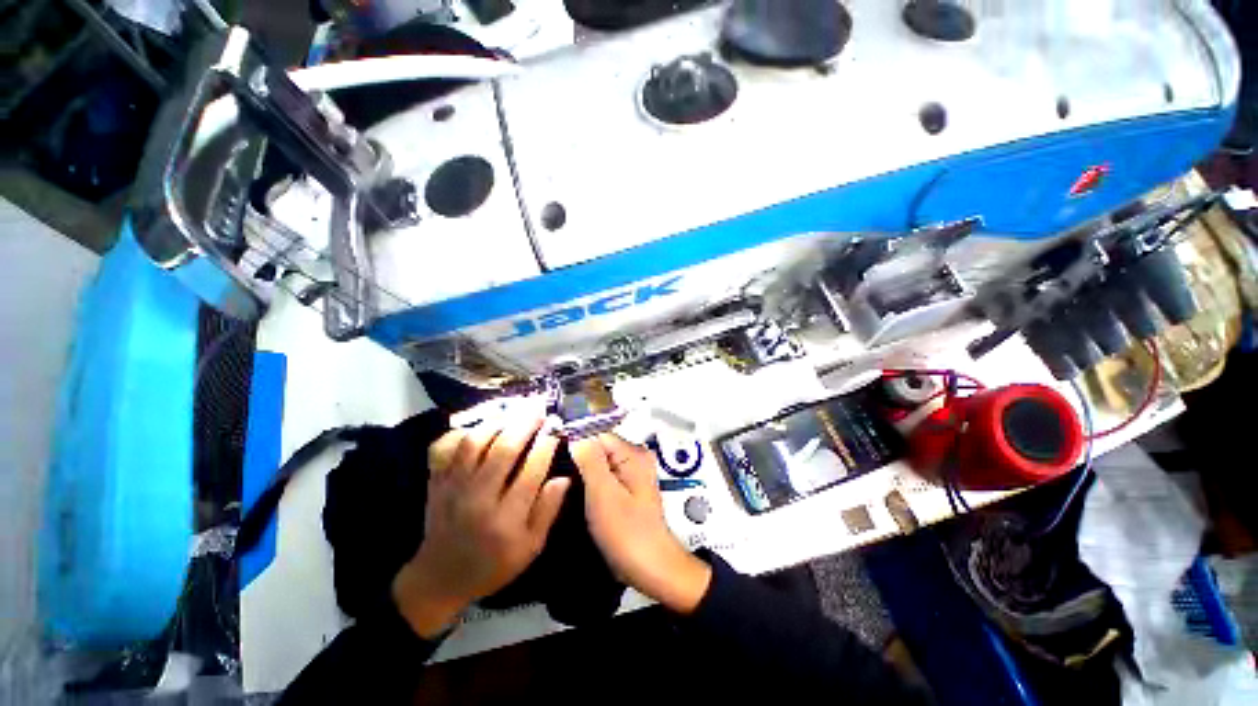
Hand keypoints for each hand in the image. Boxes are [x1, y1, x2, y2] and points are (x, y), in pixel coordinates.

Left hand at [392, 414, 569, 637]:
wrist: (440, 577)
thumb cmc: (493, 564)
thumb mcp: (530, 548)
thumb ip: (548, 511)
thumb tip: (563, 478)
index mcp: (505, 520)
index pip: (531, 472)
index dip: (546, 444)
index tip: (556, 427)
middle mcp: (477, 499)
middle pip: (503, 450)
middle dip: (525, 424)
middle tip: (539, 408)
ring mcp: (453, 488)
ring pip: (475, 443)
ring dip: (498, 422)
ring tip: (516, 410)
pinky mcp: (437, 482)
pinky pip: (449, 447)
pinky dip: (467, 430)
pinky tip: (484, 422)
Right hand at [570, 434, 710, 613]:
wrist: (651, 568)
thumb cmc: (627, 533)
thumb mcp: (603, 494)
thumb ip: (589, 460)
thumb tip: (575, 432)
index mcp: (633, 453)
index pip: (597, 433)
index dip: (574, 441)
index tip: (552, 454)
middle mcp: (636, 456)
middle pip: (598, 445)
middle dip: (578, 457)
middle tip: (557, 476)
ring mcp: (632, 472)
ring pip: (599, 461)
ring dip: (582, 471)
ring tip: (565, 487)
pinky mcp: (628, 487)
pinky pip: (605, 474)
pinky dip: (591, 481)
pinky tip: (579, 494)